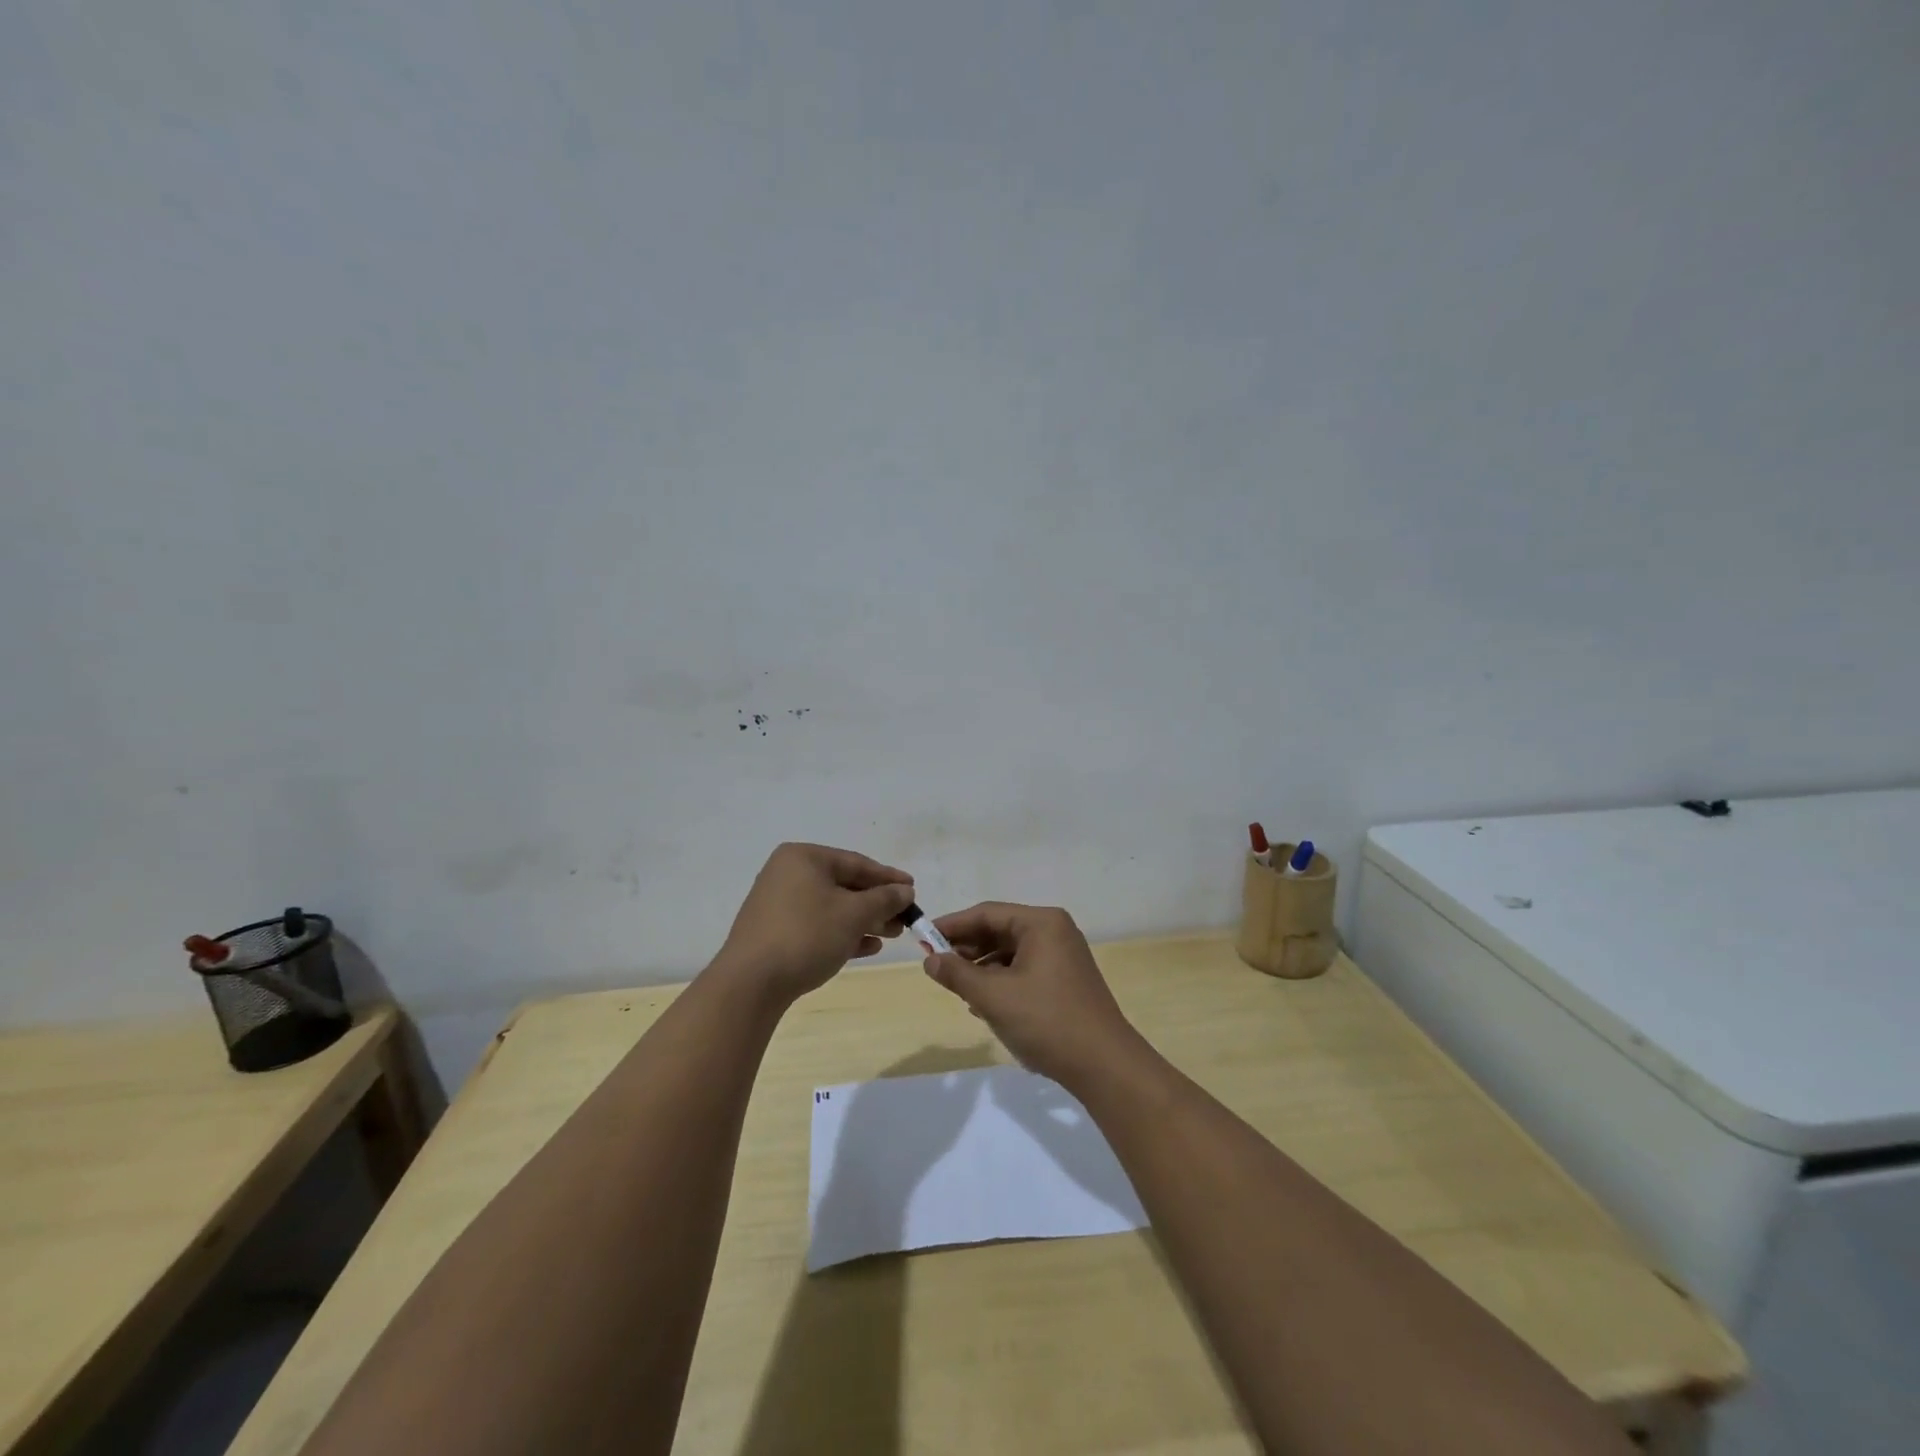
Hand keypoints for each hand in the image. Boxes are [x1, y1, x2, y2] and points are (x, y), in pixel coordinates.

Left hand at [713, 843, 915, 1004]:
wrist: (750, 983)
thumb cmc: (806, 935)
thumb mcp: (853, 914)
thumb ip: (884, 899)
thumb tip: (905, 891)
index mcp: (803, 858)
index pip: (856, 862)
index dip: (888, 877)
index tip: (913, 889)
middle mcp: (787, 874)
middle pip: (843, 885)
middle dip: (877, 903)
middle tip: (905, 918)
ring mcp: (778, 904)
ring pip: (831, 907)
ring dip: (863, 920)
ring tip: (891, 935)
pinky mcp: (775, 933)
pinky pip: (817, 926)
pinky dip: (842, 933)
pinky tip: (867, 947)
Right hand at [922, 902, 1144, 1088]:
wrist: (1104, 1065)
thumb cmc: (1046, 1021)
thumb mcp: (994, 997)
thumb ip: (958, 974)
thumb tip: (930, 959)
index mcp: (1041, 923)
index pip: (987, 913)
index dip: (952, 925)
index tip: (923, 938)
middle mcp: (1054, 931)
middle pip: (1000, 931)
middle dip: (967, 949)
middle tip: (937, 966)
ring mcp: (1063, 956)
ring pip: (1011, 953)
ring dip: (982, 969)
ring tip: (958, 990)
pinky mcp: (1066, 980)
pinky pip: (1024, 970)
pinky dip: (1002, 982)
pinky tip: (985, 1005)